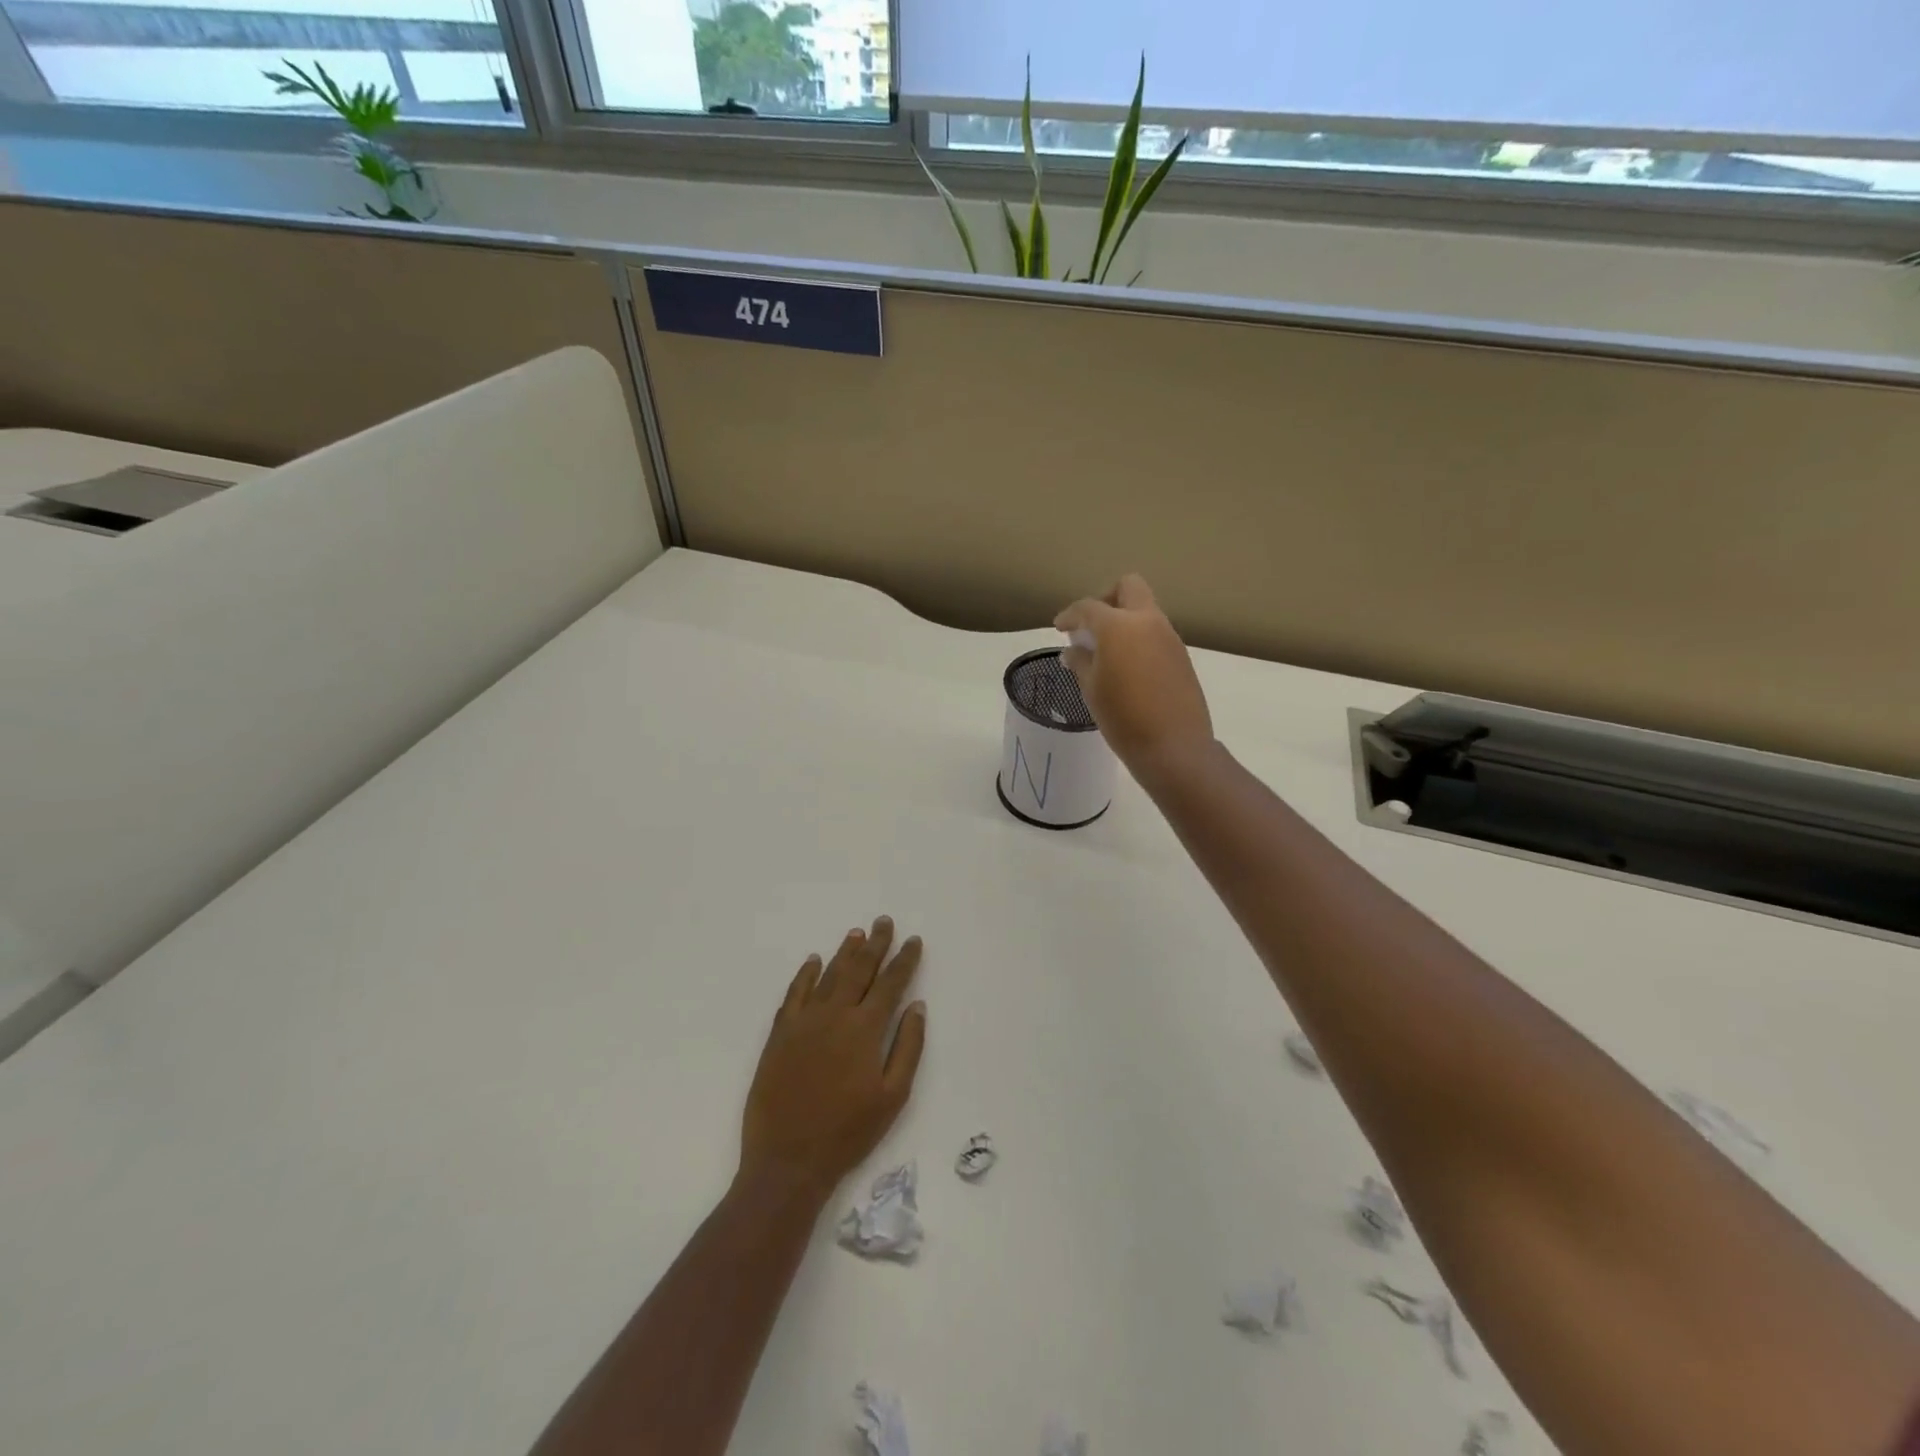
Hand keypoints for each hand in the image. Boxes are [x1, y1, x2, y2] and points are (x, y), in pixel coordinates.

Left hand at [738, 916, 926, 1203]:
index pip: (890, 984)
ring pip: (828, 976)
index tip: (913, 940)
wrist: (788, 1160)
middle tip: (883, 922)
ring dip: (844, 952)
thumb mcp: (893, 1096)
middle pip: (859, 969)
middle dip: (875, 944)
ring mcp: (803, 1022)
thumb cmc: (848, 1133)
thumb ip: (908, 1047)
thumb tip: (917, 1006)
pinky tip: (814, 961)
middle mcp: (835, 1015)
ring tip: (856, 933)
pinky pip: (794, 994)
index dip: (904, 960)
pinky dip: (805, 974)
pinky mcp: (779, 1034)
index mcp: (865, 1030)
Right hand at [1054, 575, 1213, 771]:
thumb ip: (1081, 662)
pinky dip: (1138, 638)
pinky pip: (1156, 633)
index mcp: (1120, 626)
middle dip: (1106, 598)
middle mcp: (1148, 622)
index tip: (1059, 628)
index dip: (1070, 615)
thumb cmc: (1123, 718)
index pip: (1088, 607)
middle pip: (1128, 588)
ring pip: (1145, 610)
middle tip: (1091, 625)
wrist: (1174, 747)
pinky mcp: (1181, 656)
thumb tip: (1074, 650)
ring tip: (1106, 651)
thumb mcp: (1092, 690)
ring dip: (1124, 620)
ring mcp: (1169, 637)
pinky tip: (1127, 667)